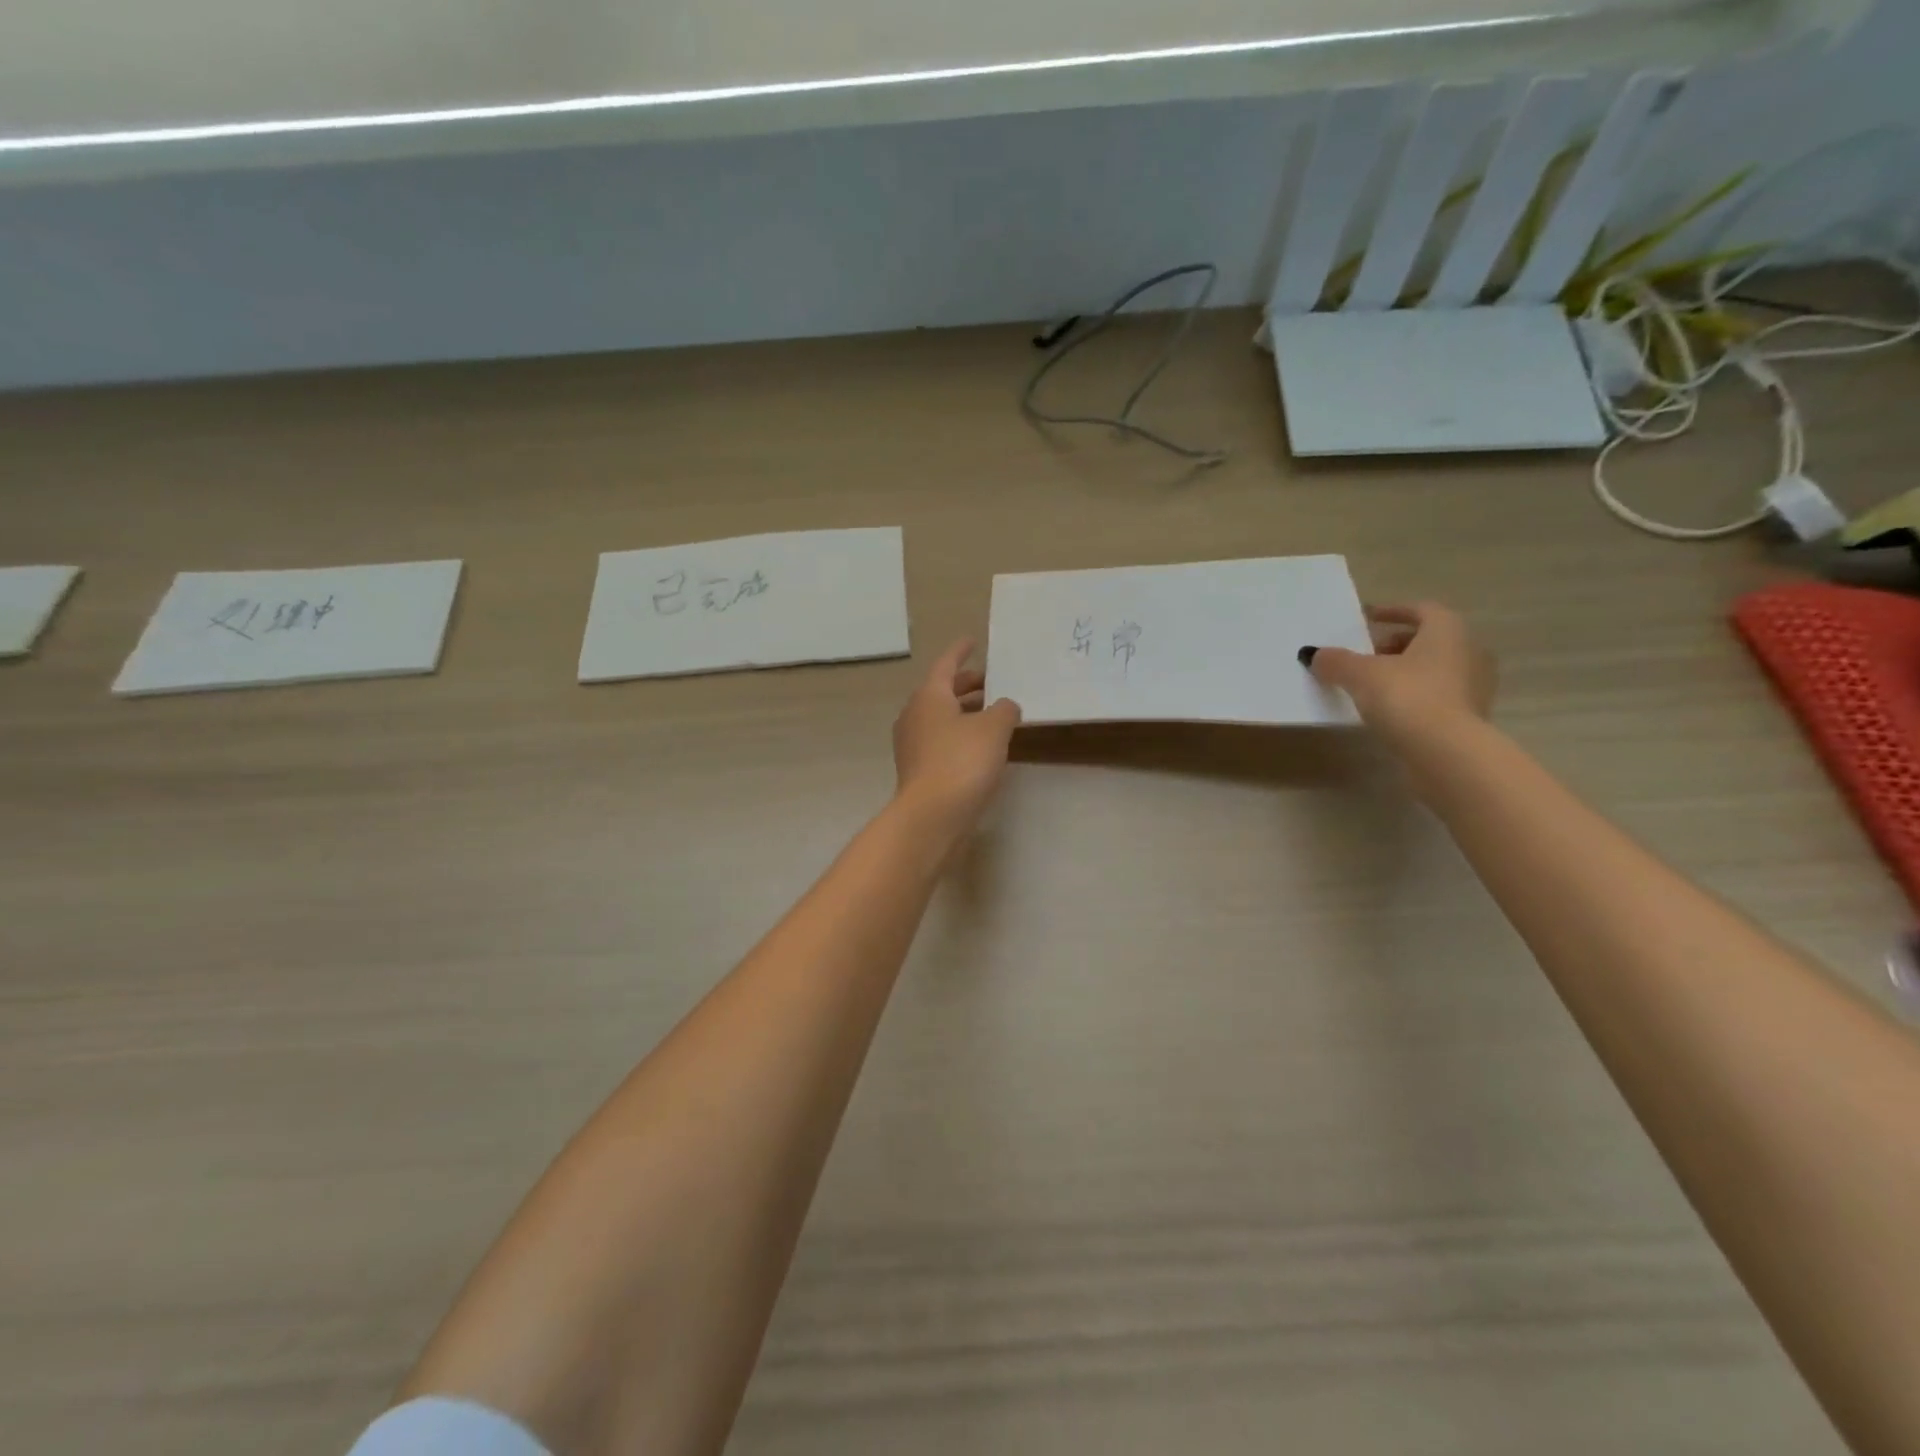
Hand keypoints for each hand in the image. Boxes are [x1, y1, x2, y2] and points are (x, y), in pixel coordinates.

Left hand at [892, 639, 1021, 831]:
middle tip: (992, 682)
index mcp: (929, 696)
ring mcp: (912, 744)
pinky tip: (981, 746)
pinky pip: (941, 740)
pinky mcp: (918, 768)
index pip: (946, 664)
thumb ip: (1005, 710)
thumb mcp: (994, 729)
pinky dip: (960, 734)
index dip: (961, 652)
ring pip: (941, 717)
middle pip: (942, 691)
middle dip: (967, 685)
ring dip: (965, 712)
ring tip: (993, 713)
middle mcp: (915, 714)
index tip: (972, 641)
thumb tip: (1006, 706)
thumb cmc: (962, 761)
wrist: (932, 815)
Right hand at [1305, 602, 1496, 750]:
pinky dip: (1415, 695)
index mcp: (1447, 630)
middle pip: (1428, 639)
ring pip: (1434, 668)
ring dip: (1405, 671)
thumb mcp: (1360, 675)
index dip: (1392, 611)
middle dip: (1395, 644)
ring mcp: (1475, 686)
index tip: (1367, 618)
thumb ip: (1336, 661)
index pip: (1421, 609)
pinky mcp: (1471, 716)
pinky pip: (1438, 695)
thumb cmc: (1407, 697)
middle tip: (1365, 655)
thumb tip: (1313, 654)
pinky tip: (1390, 710)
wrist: (1446, 752)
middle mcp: (1469, 651)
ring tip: (1372, 685)